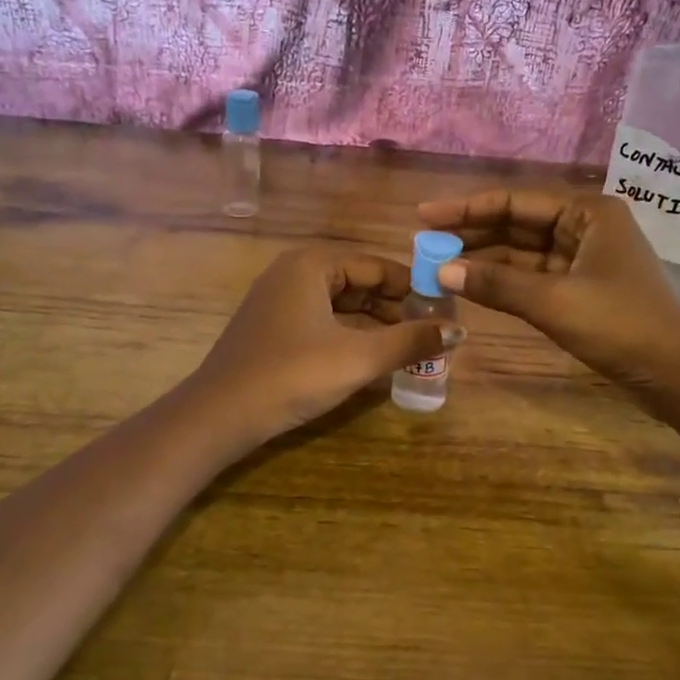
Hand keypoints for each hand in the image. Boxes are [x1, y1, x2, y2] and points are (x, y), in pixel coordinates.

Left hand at [191, 247, 446, 443]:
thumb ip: (410, 341)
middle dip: (395, 309)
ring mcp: (278, 300)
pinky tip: (372, 358)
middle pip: (359, 284)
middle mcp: (294, 272)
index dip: (414, 289)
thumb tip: (459, 330)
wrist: (219, 415)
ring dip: (375, 325)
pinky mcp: (272, 328)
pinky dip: (349, 336)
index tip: (445, 313)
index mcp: (312, 264)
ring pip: (341, 305)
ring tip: (409, 349)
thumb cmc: (292, 375)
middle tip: (431, 336)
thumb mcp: (358, 358)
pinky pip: (322, 321)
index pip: (378, 267)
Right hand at [414, 190, 679, 444]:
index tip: (425, 214)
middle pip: (518, 223)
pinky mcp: (583, 287)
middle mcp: (586, 226)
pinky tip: (473, 284)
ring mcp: (585, 258)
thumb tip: (440, 270)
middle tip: (425, 242)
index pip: (516, 201)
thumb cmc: (620, 325)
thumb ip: (496, 283)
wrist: (677, 374)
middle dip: (473, 233)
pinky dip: (505, 281)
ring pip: (524, 251)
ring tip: (440, 264)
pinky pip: (534, 275)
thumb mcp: (553, 302)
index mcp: (588, 212)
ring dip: (486, 258)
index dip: (467, 208)